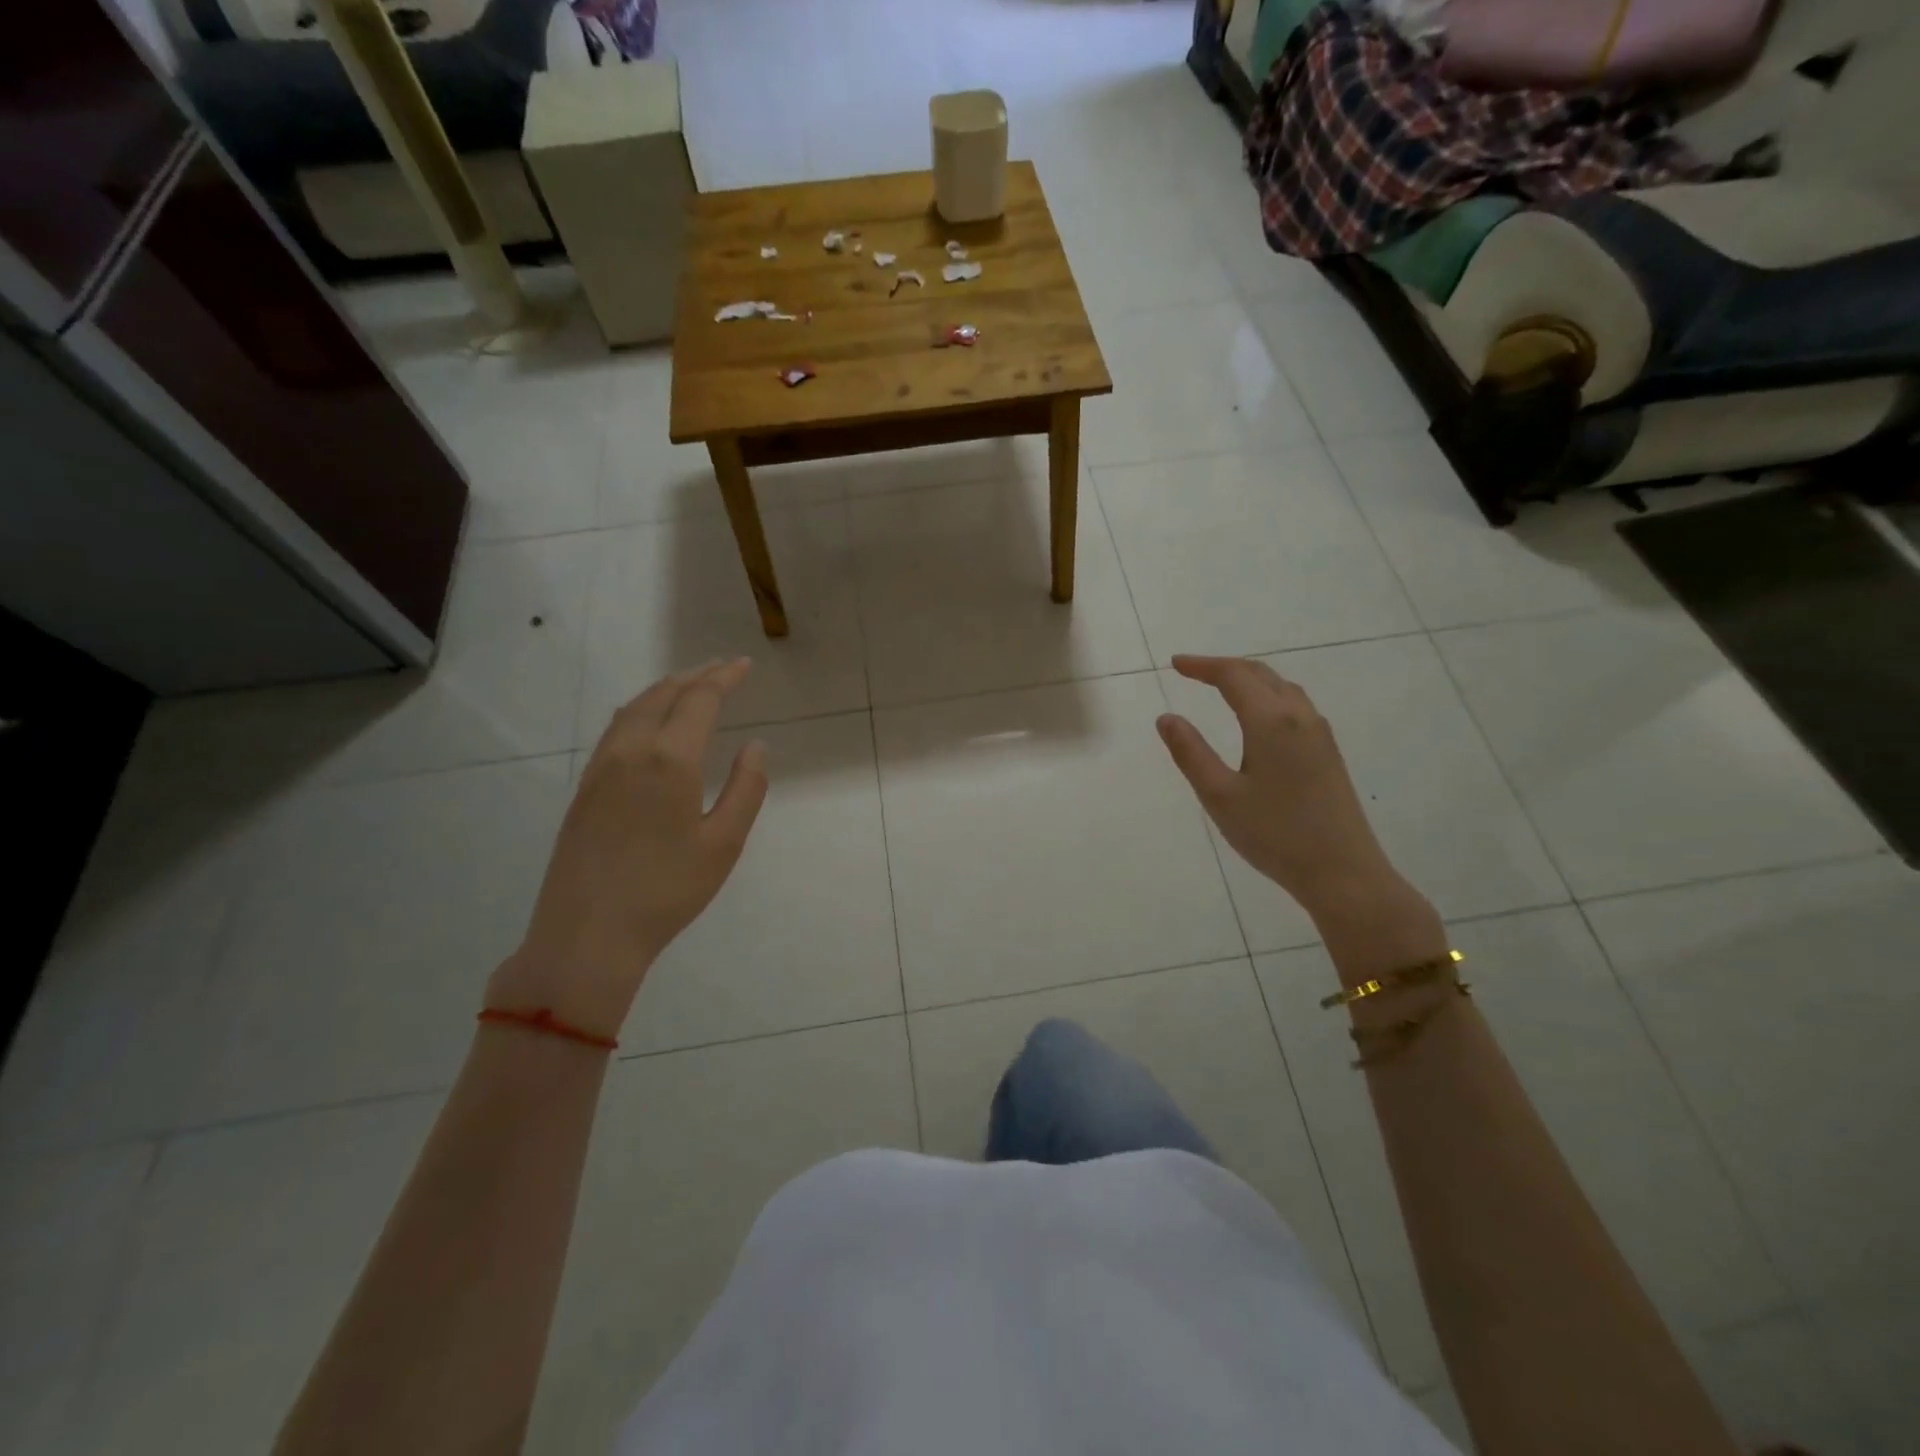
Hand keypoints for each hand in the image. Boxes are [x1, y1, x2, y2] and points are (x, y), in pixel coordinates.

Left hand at [487, 660, 768, 1039]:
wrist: (587, 935)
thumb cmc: (667, 891)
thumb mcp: (724, 843)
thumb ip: (746, 789)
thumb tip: (756, 747)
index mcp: (669, 760)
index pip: (699, 700)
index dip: (724, 678)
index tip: (744, 665)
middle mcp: (630, 751)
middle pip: (663, 694)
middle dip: (695, 676)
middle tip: (721, 668)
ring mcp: (600, 768)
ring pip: (633, 708)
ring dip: (664, 689)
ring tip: (689, 685)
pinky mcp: (584, 788)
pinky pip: (615, 729)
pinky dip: (640, 709)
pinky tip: (648, 721)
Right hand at [1156, 654, 1398, 921]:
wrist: (1343, 872)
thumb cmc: (1274, 834)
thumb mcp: (1219, 796)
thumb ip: (1190, 753)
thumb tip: (1167, 718)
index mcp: (1271, 722)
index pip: (1233, 676)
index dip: (1202, 666)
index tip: (1174, 664)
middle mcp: (1300, 717)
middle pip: (1261, 674)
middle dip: (1224, 667)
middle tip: (1191, 671)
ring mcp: (1319, 734)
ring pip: (1282, 688)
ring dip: (1249, 678)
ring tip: (1221, 686)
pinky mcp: (1328, 752)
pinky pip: (1295, 705)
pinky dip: (1268, 695)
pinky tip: (1258, 715)